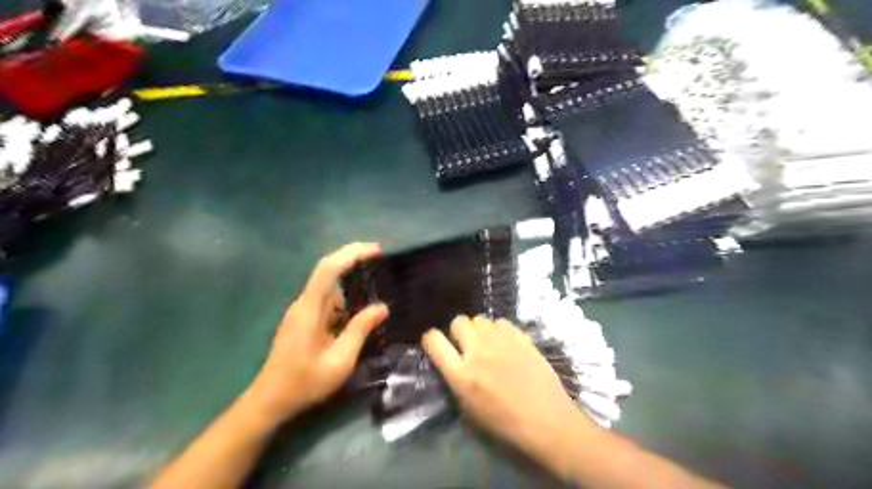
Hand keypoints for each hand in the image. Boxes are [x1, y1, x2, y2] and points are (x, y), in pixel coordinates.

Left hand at [251, 242, 389, 424]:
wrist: (270, 401)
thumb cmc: (304, 383)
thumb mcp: (340, 360)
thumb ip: (360, 330)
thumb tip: (382, 307)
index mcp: (309, 309)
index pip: (328, 269)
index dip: (351, 254)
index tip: (375, 250)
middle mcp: (303, 304)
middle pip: (328, 271)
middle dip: (353, 260)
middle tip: (380, 259)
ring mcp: (301, 312)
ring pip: (329, 288)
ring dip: (351, 284)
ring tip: (376, 289)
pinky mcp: (303, 321)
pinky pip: (326, 302)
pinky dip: (345, 300)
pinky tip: (359, 311)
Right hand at [420, 317, 587, 454]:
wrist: (546, 420)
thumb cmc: (505, 423)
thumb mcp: (469, 409)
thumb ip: (456, 380)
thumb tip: (452, 361)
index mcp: (461, 374)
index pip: (433, 340)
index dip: (431, 339)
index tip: (436, 344)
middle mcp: (478, 351)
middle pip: (458, 321)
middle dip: (458, 331)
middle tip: (466, 344)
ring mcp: (500, 341)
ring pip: (480, 318)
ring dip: (479, 329)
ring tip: (488, 343)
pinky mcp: (520, 337)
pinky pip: (501, 322)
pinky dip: (500, 330)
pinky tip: (507, 344)